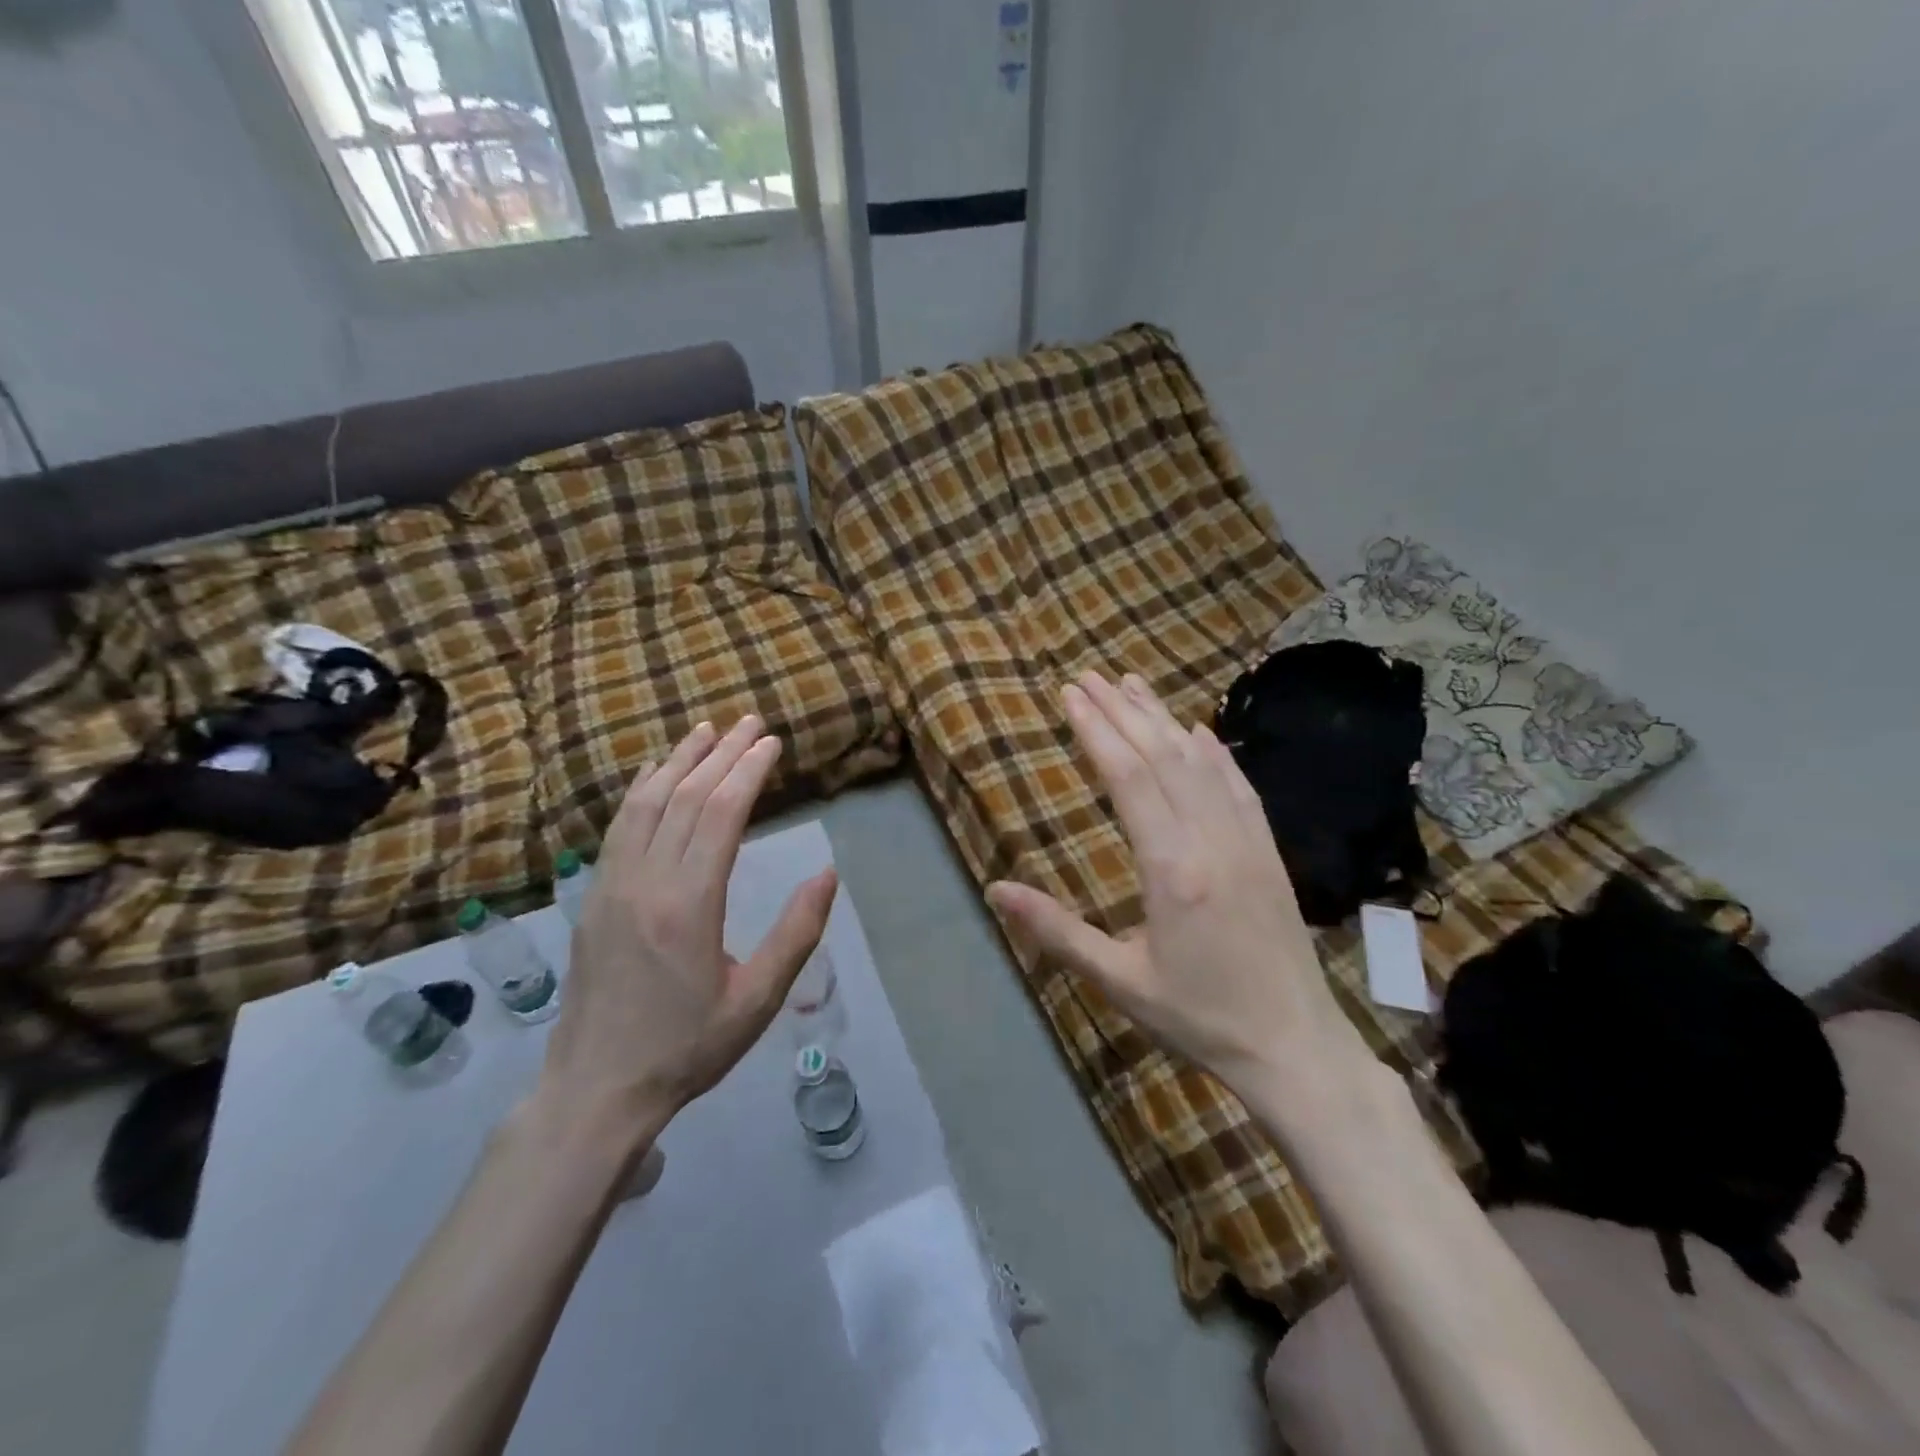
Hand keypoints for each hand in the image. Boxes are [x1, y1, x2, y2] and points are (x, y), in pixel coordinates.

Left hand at [535, 717, 837, 1153]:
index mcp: (688, 905)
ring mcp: (611, 887)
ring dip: (678, 761)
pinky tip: (653, 774)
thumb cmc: (687, 1048)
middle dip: (722, 754)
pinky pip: (618, 828)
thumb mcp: (757, 1001)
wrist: (597, 1090)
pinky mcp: (593, 898)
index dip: (748, 771)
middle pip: (686, 798)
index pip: (721, 815)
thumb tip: (828, 873)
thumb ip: (795, 934)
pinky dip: (640, 790)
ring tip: (706, 730)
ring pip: (646, 804)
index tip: (772, 742)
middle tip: (750, 722)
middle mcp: (645, 882)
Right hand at [987, 673, 1370, 1104]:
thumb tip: (996, 889)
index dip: (1097, 730)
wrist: (1294, 1047)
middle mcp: (1211, 840)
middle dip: (1122, 711)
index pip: (1128, 777)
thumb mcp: (1118, 980)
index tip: (1071, 695)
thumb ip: (1056, 931)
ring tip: (1132, 685)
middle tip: (1089, 677)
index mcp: (1171, 869)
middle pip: (1162, 756)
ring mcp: (1246, 841)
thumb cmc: (1197, 1017)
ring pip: (1200, 762)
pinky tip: (1197, 731)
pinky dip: (1214, 751)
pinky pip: (1238, 786)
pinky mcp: (1268, 851)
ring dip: (1163, 719)